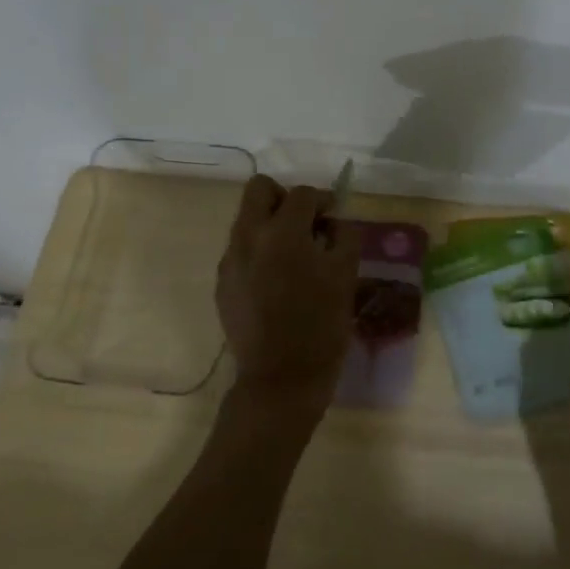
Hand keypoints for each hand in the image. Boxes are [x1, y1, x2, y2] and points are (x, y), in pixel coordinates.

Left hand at [215, 174, 359, 432]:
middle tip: (306, 224)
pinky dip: (259, 253)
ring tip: (295, 256)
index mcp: (283, 233)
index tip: (334, 218)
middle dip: (285, 198)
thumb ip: (344, 237)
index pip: (302, 194)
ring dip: (271, 225)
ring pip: (246, 219)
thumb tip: (335, 222)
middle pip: (260, 189)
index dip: (323, 200)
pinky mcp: (223, 284)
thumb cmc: (321, 326)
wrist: (280, 379)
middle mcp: (249, 237)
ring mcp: (230, 261)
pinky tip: (278, 282)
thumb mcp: (346, 277)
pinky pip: (240, 251)